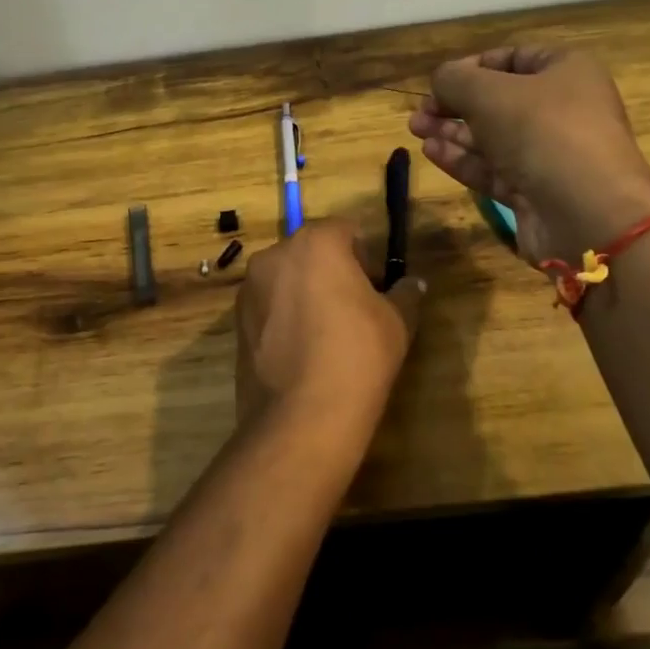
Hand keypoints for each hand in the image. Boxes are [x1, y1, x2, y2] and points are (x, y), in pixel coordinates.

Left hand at [235, 219, 424, 432]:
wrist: (301, 417)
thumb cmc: (357, 355)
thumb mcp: (397, 322)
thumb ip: (406, 293)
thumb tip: (413, 283)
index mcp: (316, 242)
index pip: (348, 231)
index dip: (367, 258)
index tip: (377, 291)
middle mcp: (275, 254)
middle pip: (312, 252)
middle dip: (334, 273)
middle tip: (355, 312)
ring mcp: (249, 288)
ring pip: (287, 279)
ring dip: (306, 294)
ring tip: (326, 336)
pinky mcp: (235, 321)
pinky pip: (269, 307)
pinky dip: (285, 318)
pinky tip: (302, 352)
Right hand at [407, 46, 649, 262]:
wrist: (587, 212)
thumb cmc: (542, 132)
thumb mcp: (488, 92)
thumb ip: (455, 80)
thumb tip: (440, 81)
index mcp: (567, 71)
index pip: (514, 58)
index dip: (473, 66)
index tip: (439, 81)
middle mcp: (563, 109)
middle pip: (500, 101)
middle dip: (456, 104)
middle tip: (420, 112)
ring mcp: (551, 154)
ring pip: (494, 137)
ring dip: (453, 132)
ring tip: (415, 130)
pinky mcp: (537, 191)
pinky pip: (495, 169)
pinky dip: (464, 160)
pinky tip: (431, 152)